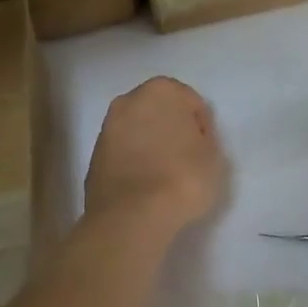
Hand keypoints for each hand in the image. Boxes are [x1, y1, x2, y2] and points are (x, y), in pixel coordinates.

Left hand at [84, 77, 227, 234]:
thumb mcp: (213, 157)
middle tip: (186, 158)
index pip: (191, 103)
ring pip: (138, 130)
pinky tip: (145, 186)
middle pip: (160, 111)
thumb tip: (191, 140)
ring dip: (150, 145)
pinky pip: (123, 153)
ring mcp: (107, 127)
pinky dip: (134, 162)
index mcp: (161, 90)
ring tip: (165, 175)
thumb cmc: (182, 177)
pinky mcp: (94, 156)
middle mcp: (129, 100)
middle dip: (172, 129)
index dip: (201, 127)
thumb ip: (204, 139)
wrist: (131, 216)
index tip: (204, 151)